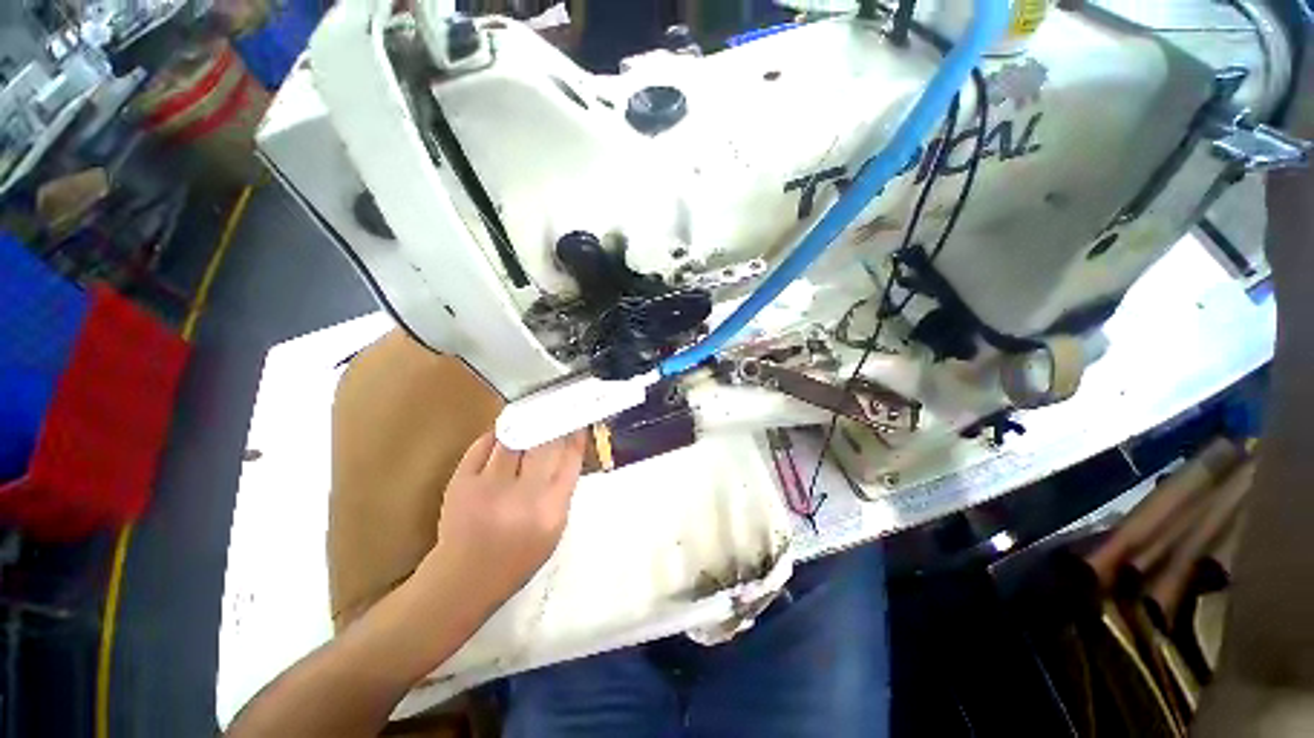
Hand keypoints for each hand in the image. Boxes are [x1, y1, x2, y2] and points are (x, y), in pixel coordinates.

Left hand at [415, 431, 586, 617]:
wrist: (464, 579)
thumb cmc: (518, 557)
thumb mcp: (554, 529)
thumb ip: (563, 489)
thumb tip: (568, 449)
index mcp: (550, 510)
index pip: (570, 460)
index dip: (575, 435)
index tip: (576, 421)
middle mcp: (523, 496)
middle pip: (544, 444)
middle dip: (553, 423)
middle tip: (556, 410)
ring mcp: (489, 487)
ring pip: (514, 439)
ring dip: (524, 425)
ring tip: (530, 416)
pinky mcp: (461, 482)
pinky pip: (484, 445)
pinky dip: (497, 435)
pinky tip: (505, 432)